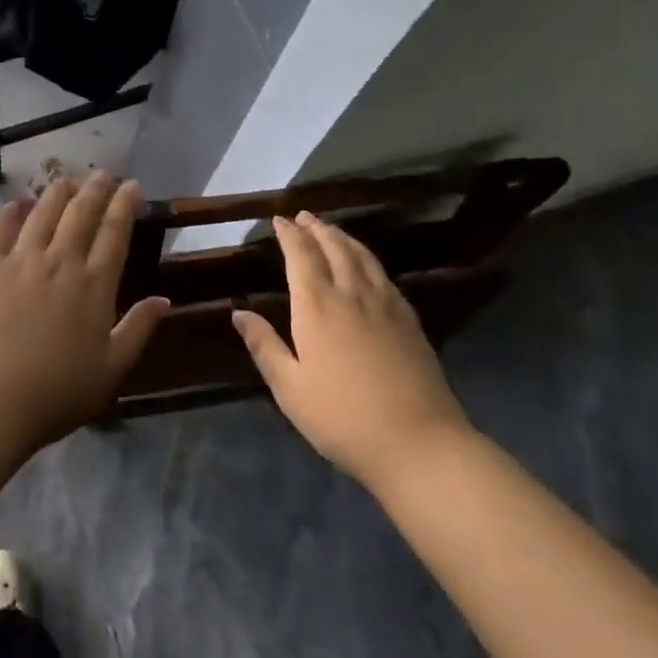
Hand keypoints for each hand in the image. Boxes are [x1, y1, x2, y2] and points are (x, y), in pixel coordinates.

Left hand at [0, 173, 169, 451]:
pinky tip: (18, 203)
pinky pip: (1, 227)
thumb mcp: (111, 370)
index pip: (115, 232)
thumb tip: (164, 300)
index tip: (132, 185)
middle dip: (96, 188)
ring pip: (44, 211)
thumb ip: (138, 330)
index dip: (125, 204)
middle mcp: (60, 262)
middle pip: (81, 212)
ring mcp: (20, 260)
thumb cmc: (55, 393)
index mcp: (94, 286)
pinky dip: (12, 210)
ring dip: (59, 191)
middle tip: (104, 174)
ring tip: (68, 181)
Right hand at [232, 212, 470, 490]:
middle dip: (317, 228)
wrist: (418, 442)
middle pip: (334, 248)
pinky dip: (368, 258)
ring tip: (331, 229)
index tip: (280, 220)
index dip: (289, 235)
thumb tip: (239, 313)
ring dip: (343, 237)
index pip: (301, 256)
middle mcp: (351, 294)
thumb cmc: (342, 417)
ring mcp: (386, 305)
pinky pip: (384, 275)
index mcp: (317, 306)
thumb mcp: (290, 388)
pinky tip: (367, 265)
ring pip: (362, 256)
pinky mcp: (409, 320)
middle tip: (304, 216)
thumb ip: (265, 346)